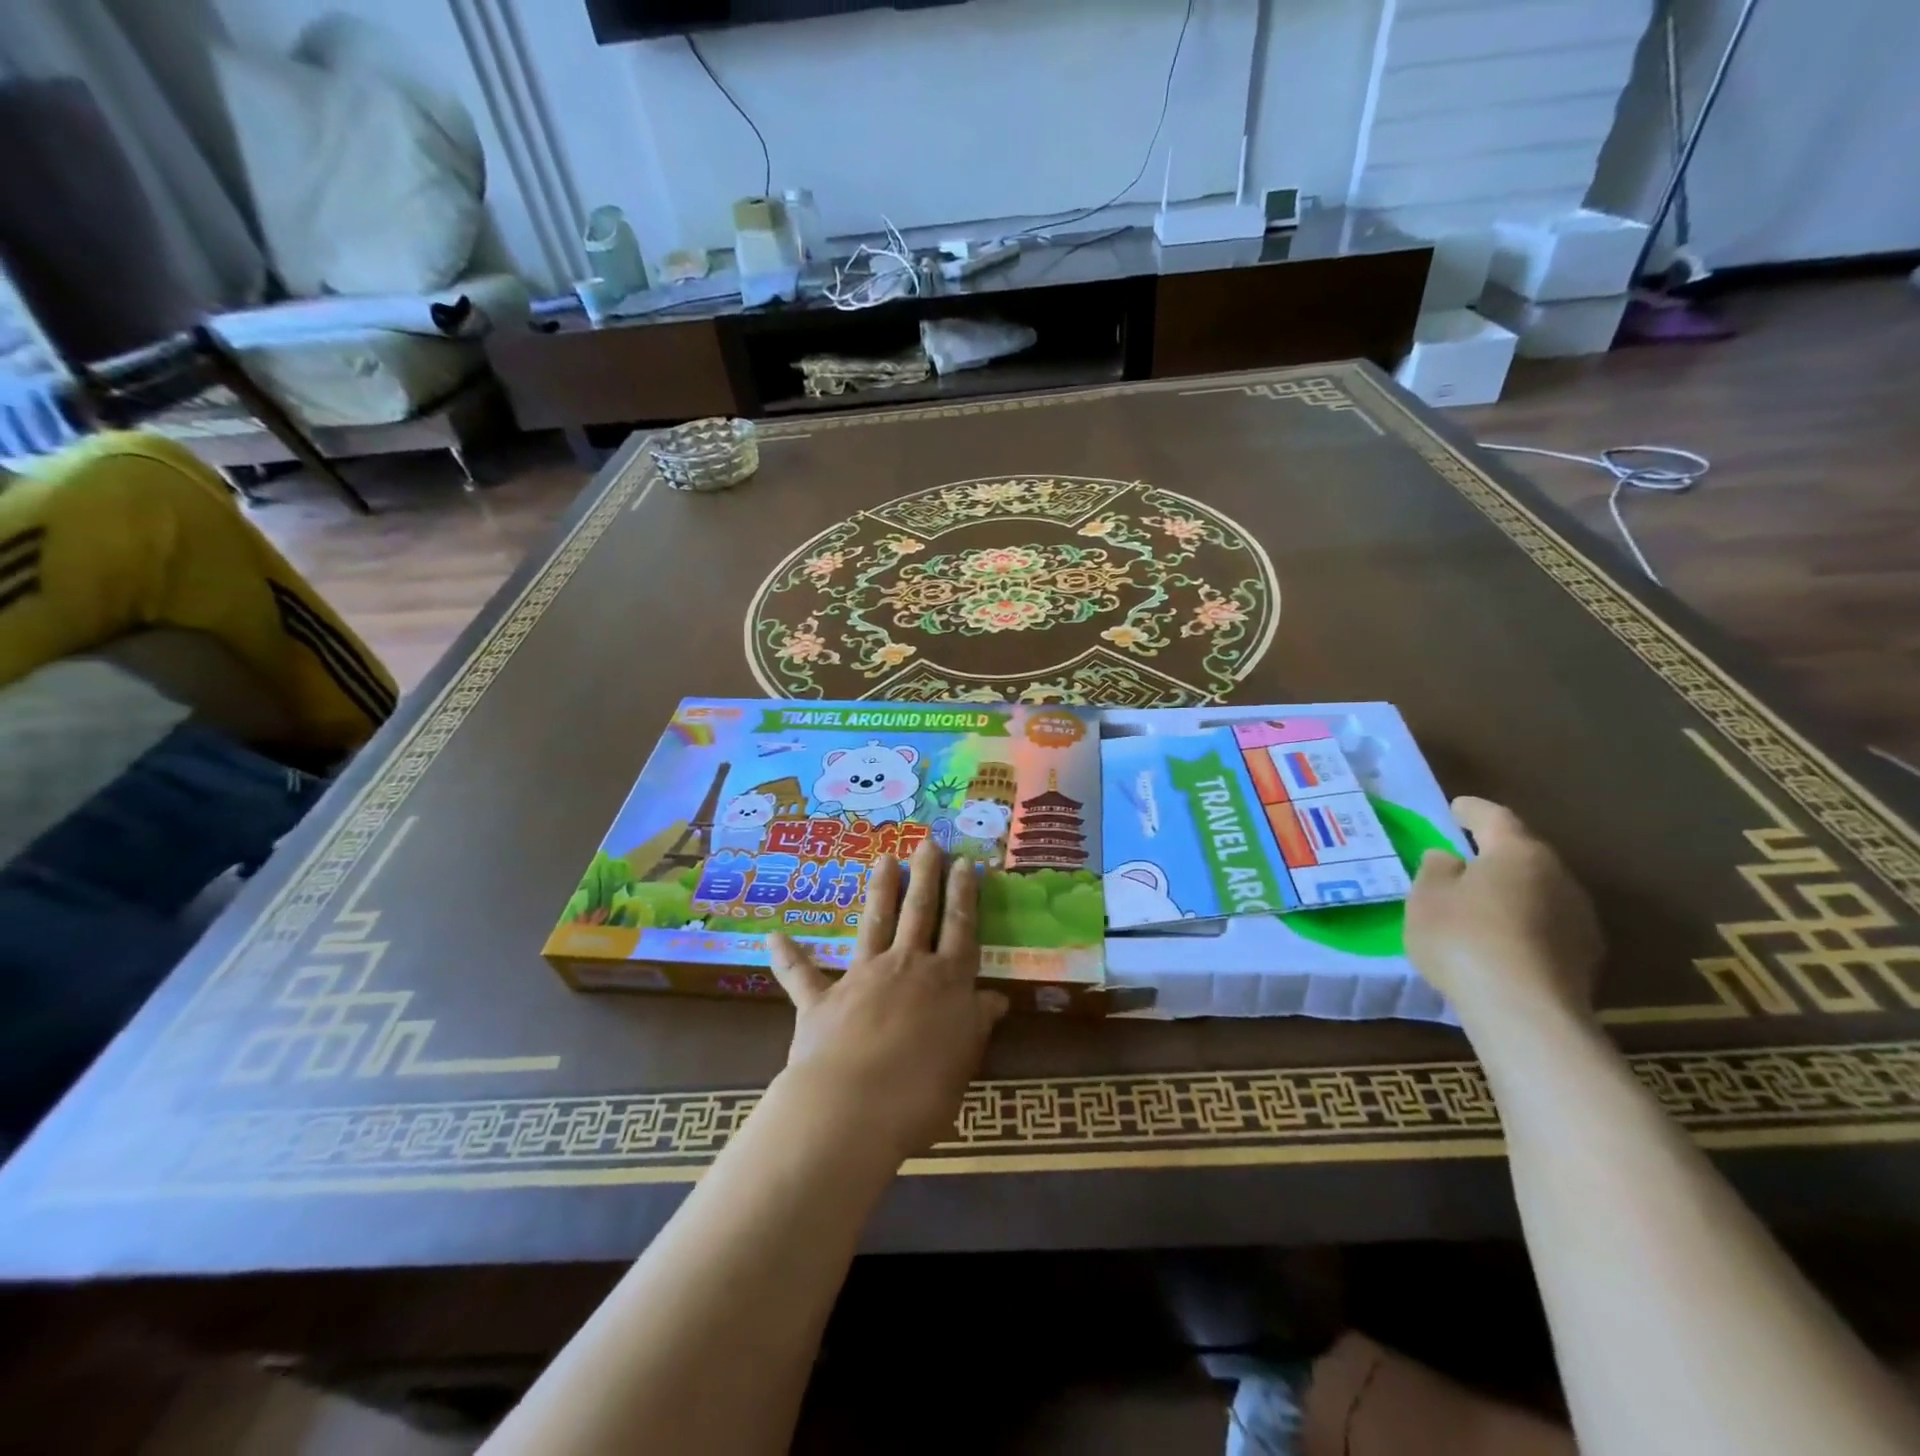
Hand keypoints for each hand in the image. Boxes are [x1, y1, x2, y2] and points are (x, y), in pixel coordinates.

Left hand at [766, 838, 1007, 1165]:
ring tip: (884, 858)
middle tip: (927, 843)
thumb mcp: (964, 1057)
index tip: (965, 863)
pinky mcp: (822, 999)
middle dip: (925, 876)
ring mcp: (862, 977)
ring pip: (874, 924)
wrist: (856, 1105)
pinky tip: (774, 937)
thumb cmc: (923, 1089)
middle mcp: (906, 966)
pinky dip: (788, 957)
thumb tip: (996, 998)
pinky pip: (802, 975)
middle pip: (919, 912)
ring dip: (880, 891)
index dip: (964, 895)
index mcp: (946, 980)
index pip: (960, 928)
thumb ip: (976, 1023)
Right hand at [1405, 796, 1602, 1028]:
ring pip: (1539, 890)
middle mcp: (1558, 875)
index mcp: (1518, 852)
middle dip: (1495, 853)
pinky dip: (1524, 923)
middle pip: (1523, 854)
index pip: (1494, 817)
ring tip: (1482, 903)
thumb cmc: (1464, 938)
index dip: (1472, 811)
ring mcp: (1580, 918)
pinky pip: (1547, 924)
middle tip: (1465, 858)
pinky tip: (1503, 939)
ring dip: (1512, 891)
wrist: (1525, 1011)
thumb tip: (1450, 858)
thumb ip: (1436, 870)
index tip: (1456, 808)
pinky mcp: (1586, 956)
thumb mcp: (1427, 897)